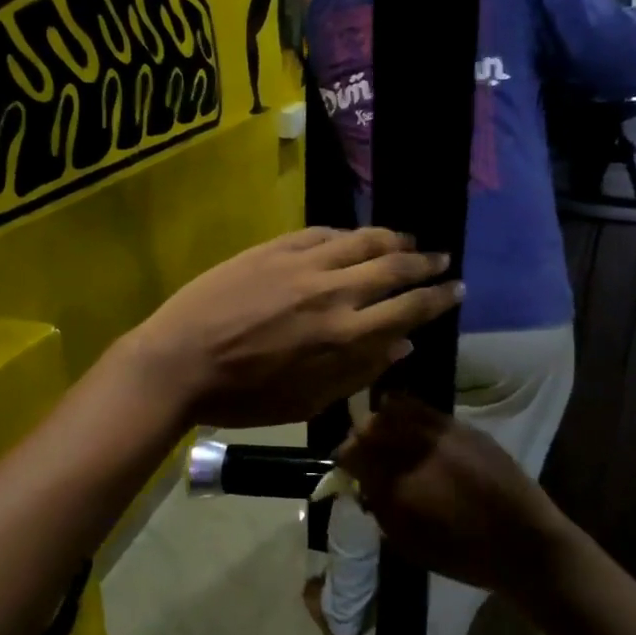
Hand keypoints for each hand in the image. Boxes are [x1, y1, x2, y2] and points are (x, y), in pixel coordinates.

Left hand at [122, 229, 461, 428]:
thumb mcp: (309, 401)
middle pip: (394, 268)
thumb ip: (360, 371)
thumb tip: (403, 345)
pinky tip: (354, 237)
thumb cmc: (245, 396)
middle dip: (425, 263)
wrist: (178, 362)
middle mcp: (334, 292)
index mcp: (346, 336)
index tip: (456, 289)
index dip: (438, 298)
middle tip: (442, 260)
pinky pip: (322, 233)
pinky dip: (346, 234)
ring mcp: (303, 264)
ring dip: (393, 240)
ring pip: (362, 240)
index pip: (409, 309)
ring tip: (408, 242)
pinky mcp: (274, 248)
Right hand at [337, 395, 572, 591]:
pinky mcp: (465, 427)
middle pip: (371, 425)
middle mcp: (418, 450)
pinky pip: (426, 410)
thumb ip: (380, 507)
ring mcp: (444, 433)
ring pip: (397, 408)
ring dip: (385, 420)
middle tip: (366, 452)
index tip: (349, 469)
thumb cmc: (463, 555)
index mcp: (400, 485)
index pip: (353, 453)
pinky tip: (413, 429)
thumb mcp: (408, 542)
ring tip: (388, 436)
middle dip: (361, 437)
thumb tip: (364, 484)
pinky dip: (411, 414)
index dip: (345, 459)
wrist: (525, 543)